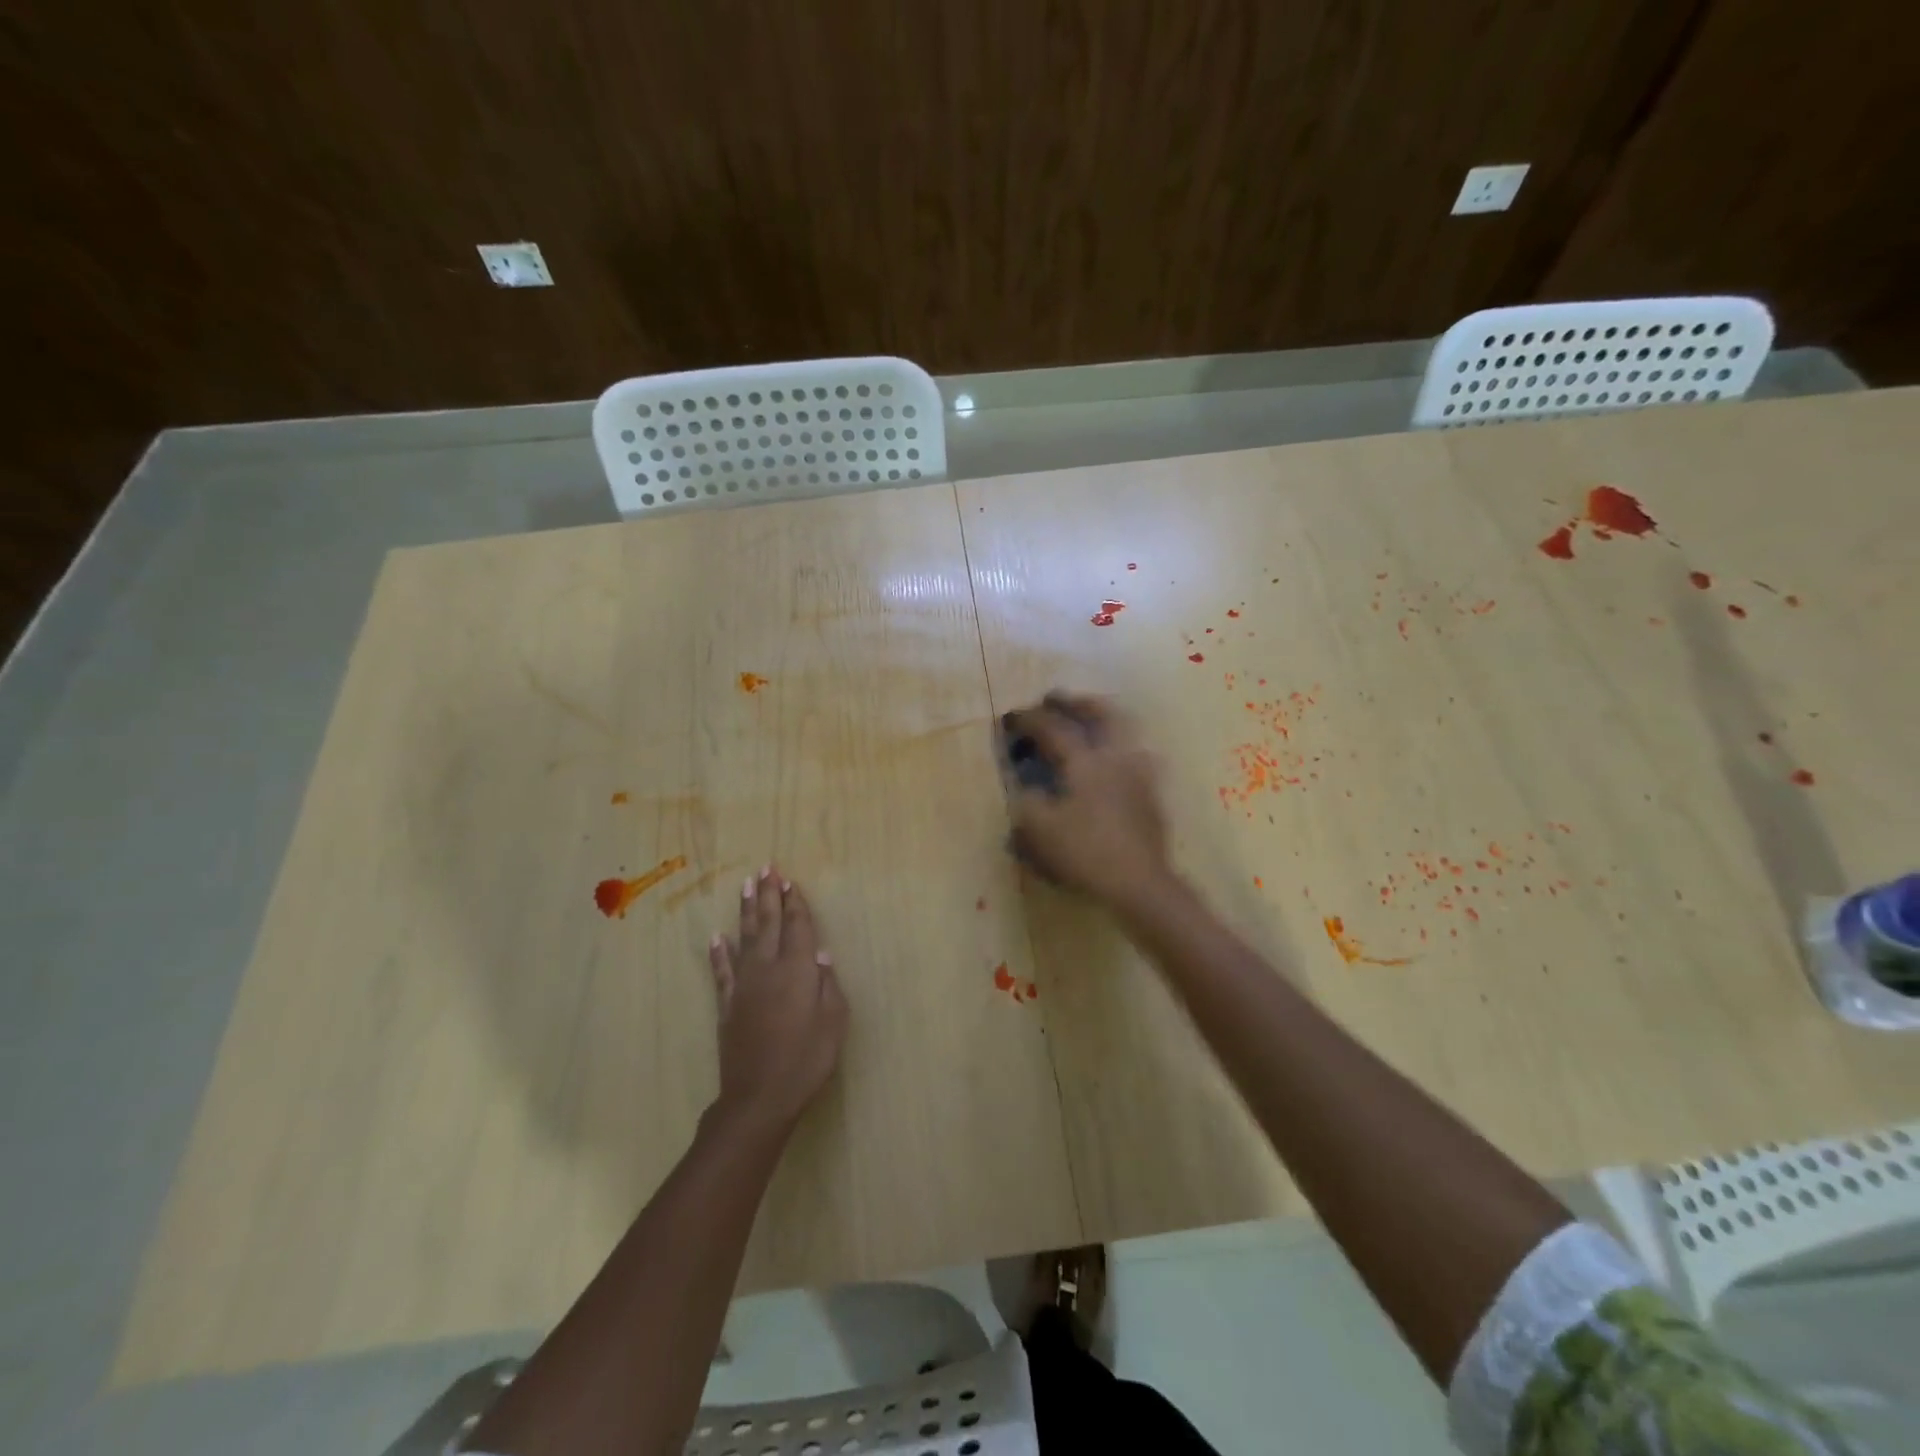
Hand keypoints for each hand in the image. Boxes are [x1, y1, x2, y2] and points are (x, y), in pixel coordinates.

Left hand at [707, 867, 848, 1135]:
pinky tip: (716, 938)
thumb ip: (828, 985)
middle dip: (769, 895)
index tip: (790, 881)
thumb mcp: (833, 1023)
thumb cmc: (807, 1060)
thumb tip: (821, 955)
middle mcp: (769, 968)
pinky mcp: (727, 1004)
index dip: (795, 903)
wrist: (760, 1098)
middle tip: (767, 868)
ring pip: (744, 938)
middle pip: (769, 923)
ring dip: (746, 911)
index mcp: (798, 970)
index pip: (798, 927)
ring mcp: (744, 985)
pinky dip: (719, 953)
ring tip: (746, 885)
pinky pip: (722, 971)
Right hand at [1003, 692, 1170, 904]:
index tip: (1010, 716)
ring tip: (1089, 721)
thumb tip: (1024, 785)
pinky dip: (1120, 746)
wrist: (1139, 883)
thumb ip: (1027, 801)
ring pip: (1125, 731)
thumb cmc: (1084, 853)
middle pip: (1101, 713)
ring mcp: (1139, 773)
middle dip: (1076, 703)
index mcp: (1085, 761)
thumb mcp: (1039, 830)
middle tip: (1056, 699)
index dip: (1029, 720)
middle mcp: (1116, 757)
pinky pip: (1136, 755)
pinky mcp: (1152, 794)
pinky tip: (1113, 760)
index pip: (1053, 728)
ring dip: (1104, 718)